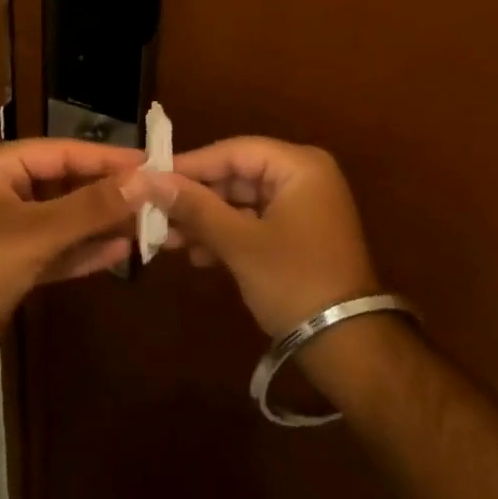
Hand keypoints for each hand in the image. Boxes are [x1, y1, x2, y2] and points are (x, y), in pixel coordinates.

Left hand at [0, 139, 161, 385]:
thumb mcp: (38, 232)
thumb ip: (92, 206)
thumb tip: (145, 180)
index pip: (65, 152)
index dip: (109, 158)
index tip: (152, 164)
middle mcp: (3, 190)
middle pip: (66, 184)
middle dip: (108, 194)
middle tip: (156, 197)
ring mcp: (7, 229)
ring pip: (64, 218)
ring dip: (100, 223)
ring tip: (146, 223)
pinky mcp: (11, 265)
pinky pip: (56, 249)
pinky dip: (84, 251)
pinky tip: (120, 251)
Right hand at [160, 137, 379, 338]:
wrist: (349, 347)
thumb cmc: (294, 281)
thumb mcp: (239, 243)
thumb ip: (195, 207)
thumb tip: (148, 180)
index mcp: (300, 166)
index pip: (234, 151)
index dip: (191, 164)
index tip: (151, 177)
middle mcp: (304, 177)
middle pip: (237, 176)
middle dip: (197, 199)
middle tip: (155, 212)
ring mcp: (304, 207)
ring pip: (242, 202)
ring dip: (207, 221)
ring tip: (167, 240)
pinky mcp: (299, 235)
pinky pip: (255, 223)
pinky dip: (227, 236)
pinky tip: (196, 256)